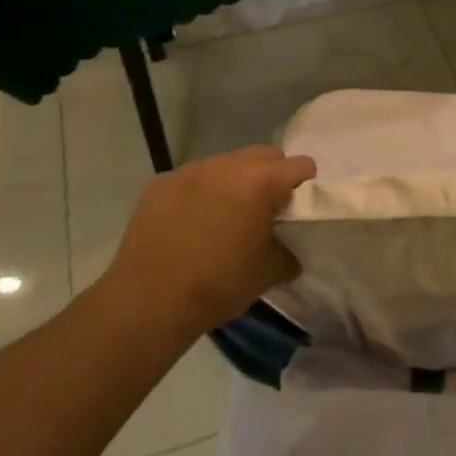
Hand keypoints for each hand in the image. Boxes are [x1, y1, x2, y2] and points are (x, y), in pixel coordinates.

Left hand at [96, 146, 315, 335]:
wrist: (149, 300)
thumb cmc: (219, 284)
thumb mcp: (268, 273)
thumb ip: (288, 252)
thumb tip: (289, 250)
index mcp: (260, 182)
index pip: (299, 164)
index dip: (305, 181)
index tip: (299, 202)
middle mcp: (227, 166)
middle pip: (263, 155)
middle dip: (271, 175)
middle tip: (265, 207)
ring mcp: (190, 171)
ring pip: (225, 164)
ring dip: (234, 181)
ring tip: (225, 214)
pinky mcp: (160, 183)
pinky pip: (191, 179)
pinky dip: (199, 192)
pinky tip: (190, 222)